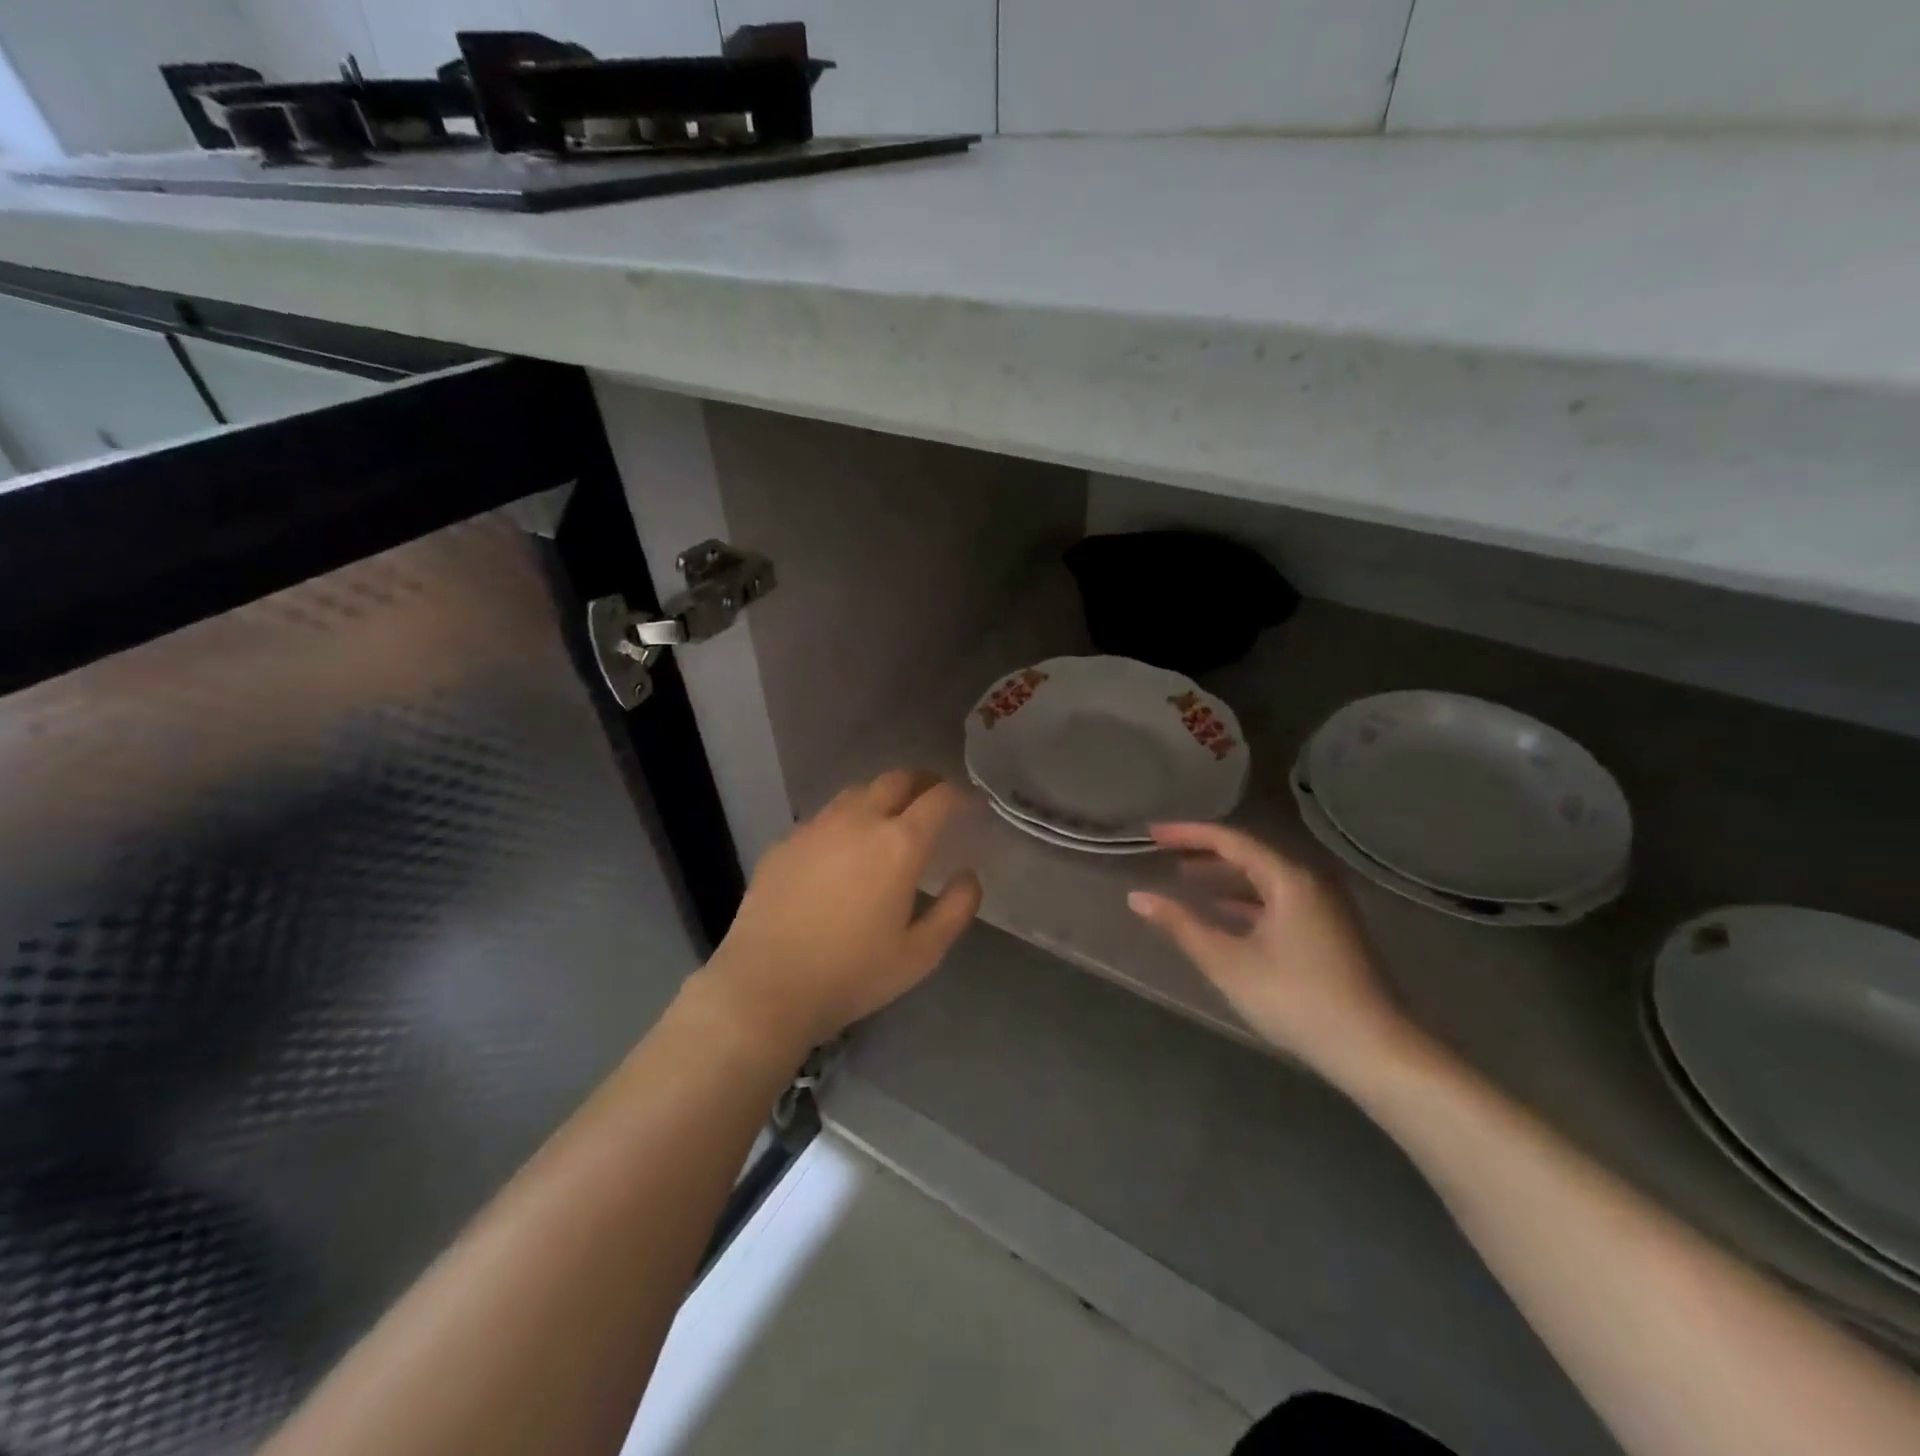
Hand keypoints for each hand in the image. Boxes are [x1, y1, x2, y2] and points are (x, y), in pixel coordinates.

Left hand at [695, 770, 981, 1060]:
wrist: (765, 987)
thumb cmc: (852, 974)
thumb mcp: (920, 954)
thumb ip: (955, 909)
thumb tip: (968, 875)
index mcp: (898, 844)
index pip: (938, 799)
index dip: (959, 795)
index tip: (969, 803)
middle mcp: (858, 821)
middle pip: (896, 779)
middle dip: (921, 782)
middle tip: (932, 799)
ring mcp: (815, 827)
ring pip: (856, 792)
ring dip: (880, 797)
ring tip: (888, 819)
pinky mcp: (784, 842)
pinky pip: (823, 818)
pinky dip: (843, 822)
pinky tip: (839, 851)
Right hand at [1128, 823, 1418, 1085]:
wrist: (1374, 1049)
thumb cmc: (1295, 999)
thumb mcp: (1228, 962)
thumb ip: (1181, 926)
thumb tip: (1138, 898)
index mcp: (1289, 878)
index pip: (1230, 840)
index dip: (1187, 834)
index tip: (1152, 834)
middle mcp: (1309, 881)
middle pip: (1249, 854)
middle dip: (1204, 853)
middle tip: (1164, 853)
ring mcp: (1323, 906)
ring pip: (1264, 879)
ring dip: (1224, 877)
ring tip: (1185, 879)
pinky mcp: (1328, 930)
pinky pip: (1277, 899)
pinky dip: (1245, 901)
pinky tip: (1223, 913)